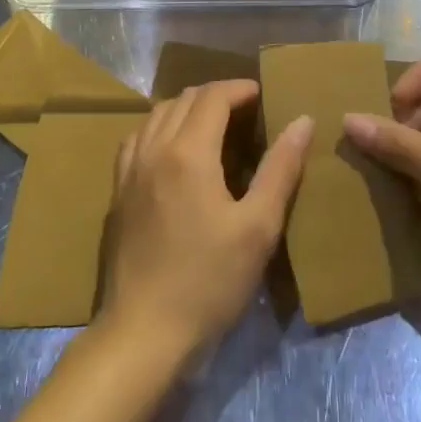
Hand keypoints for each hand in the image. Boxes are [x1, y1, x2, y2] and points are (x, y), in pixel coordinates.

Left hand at [101, 80, 311, 362]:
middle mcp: (153, 149)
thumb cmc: (209, 281)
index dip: (241, 89)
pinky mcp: (118, 192)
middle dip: (217, 96)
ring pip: (157, 115)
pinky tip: (175, 152)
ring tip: (215, 127)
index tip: (265, 96)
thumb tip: (303, 121)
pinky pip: (138, 138)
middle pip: (184, 99)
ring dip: (188, 109)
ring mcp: (129, 170)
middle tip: (247, 112)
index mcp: (188, 152)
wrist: (143, 332)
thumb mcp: (258, 227)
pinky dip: (161, 128)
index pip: (213, 97)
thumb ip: (281, 169)